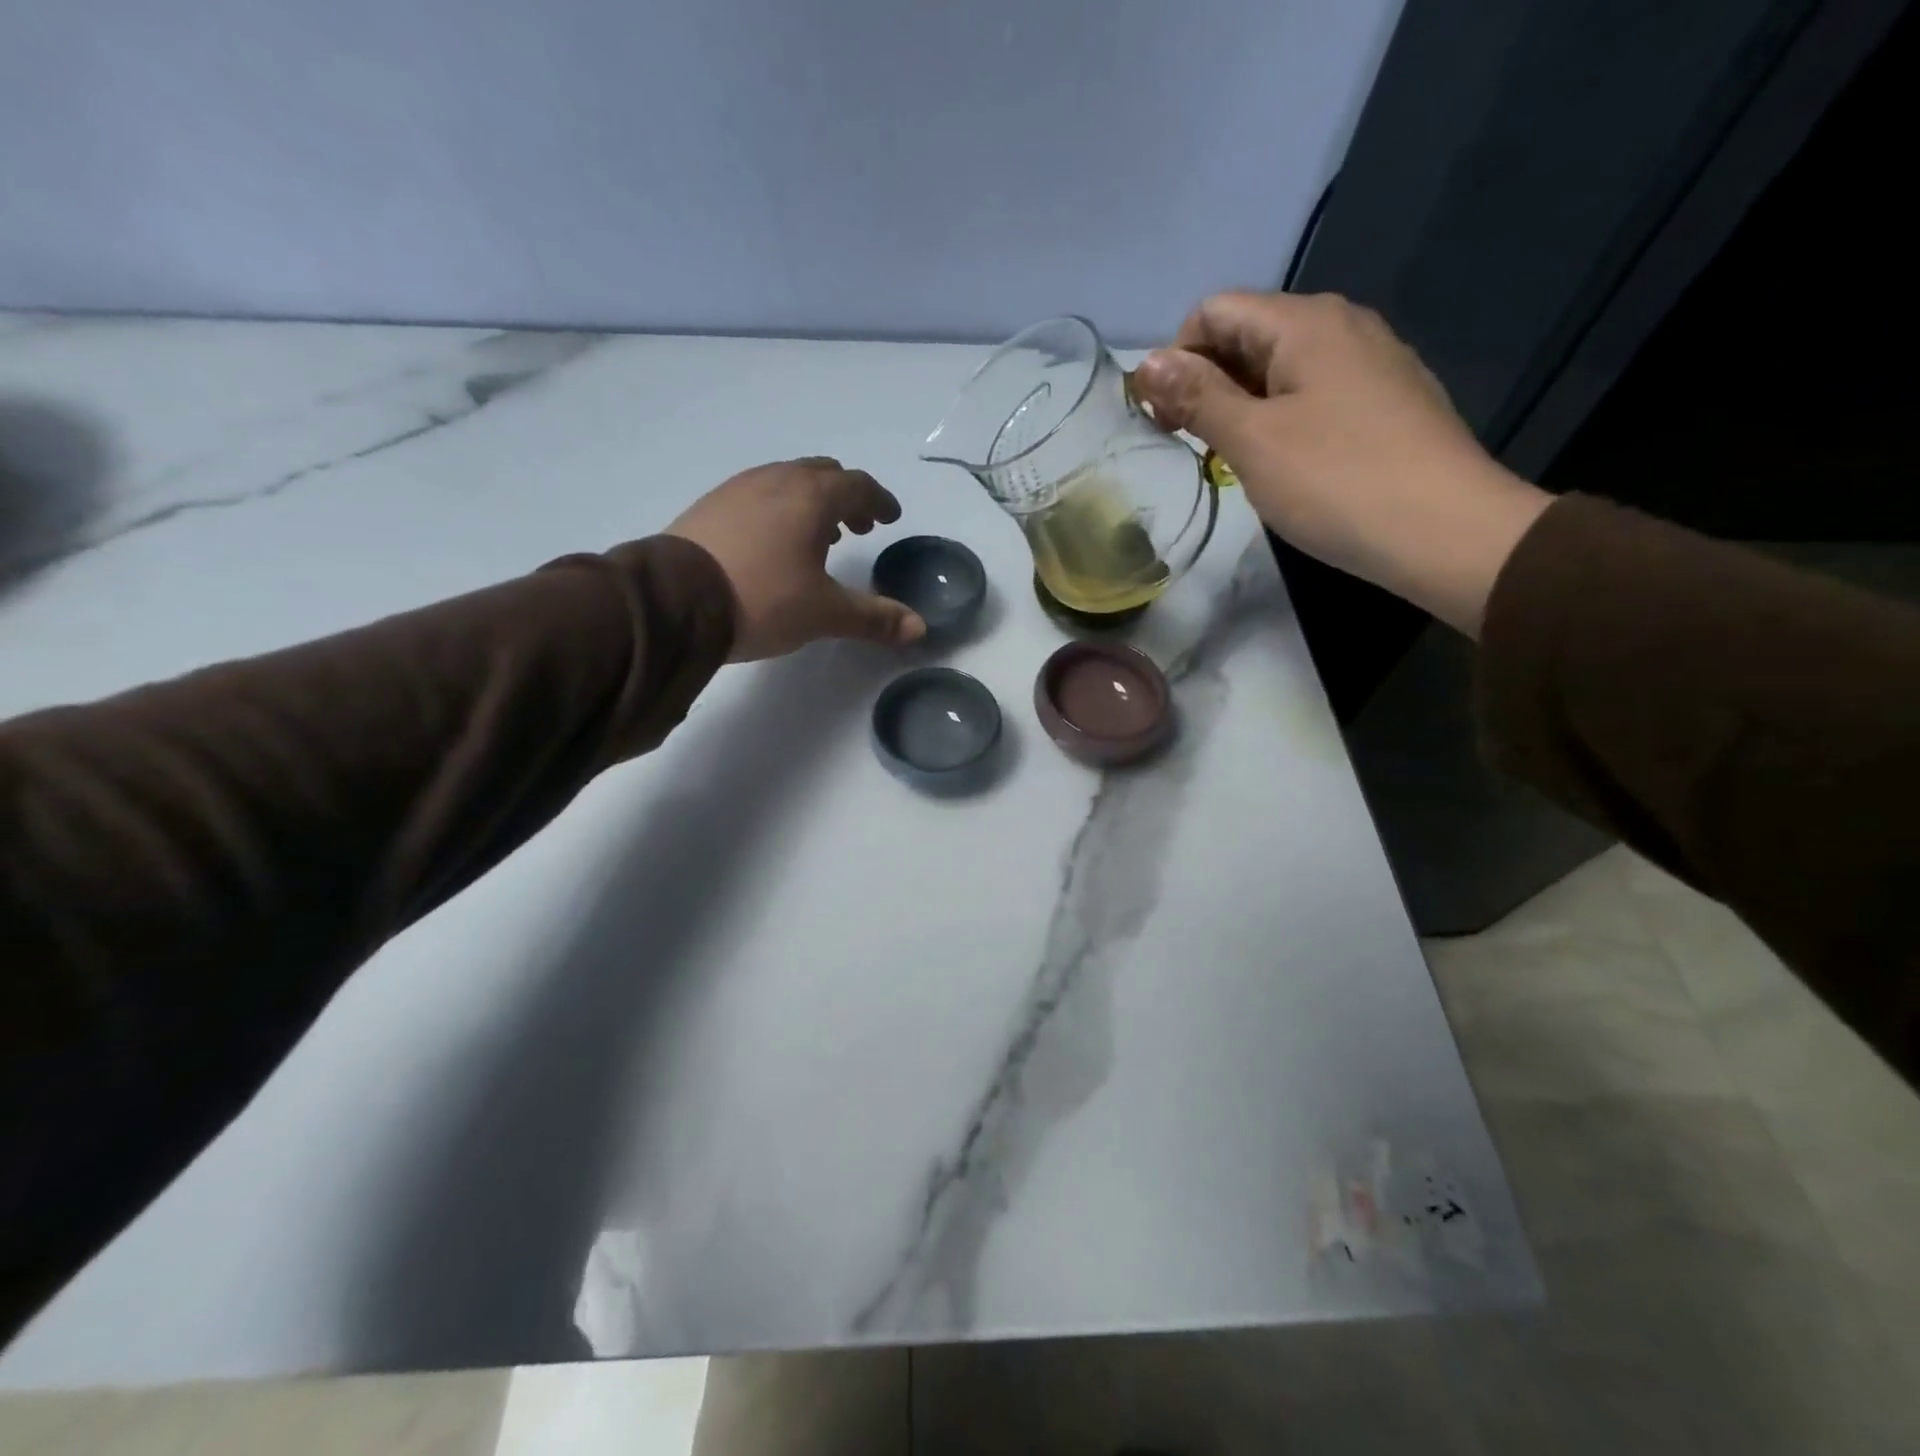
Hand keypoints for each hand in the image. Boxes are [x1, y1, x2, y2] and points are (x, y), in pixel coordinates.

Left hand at [667, 458, 926, 661]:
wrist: (674, 601)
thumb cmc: (762, 599)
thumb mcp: (824, 613)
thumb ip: (874, 618)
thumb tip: (919, 628)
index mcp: (811, 497)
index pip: (858, 485)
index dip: (879, 500)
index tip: (889, 517)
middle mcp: (776, 480)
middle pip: (822, 474)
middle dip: (846, 497)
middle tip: (858, 524)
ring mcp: (737, 489)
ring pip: (787, 482)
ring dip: (811, 502)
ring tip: (819, 536)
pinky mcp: (709, 506)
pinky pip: (757, 495)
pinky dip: (778, 509)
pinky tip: (772, 542)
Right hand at [1129, 291, 1551, 636]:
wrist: (1445, 531)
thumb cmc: (1336, 481)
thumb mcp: (1252, 440)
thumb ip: (1197, 396)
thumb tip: (1145, 363)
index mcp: (1306, 322)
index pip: (1216, 311)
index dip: (1177, 359)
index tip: (1165, 418)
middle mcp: (1342, 325)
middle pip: (1250, 334)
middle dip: (1206, 382)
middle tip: (1190, 444)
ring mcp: (1372, 362)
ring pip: (1282, 367)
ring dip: (1241, 404)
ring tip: (1231, 458)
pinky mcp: (1388, 400)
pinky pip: (1316, 392)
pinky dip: (1282, 416)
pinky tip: (1283, 462)